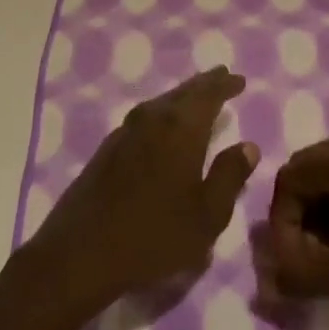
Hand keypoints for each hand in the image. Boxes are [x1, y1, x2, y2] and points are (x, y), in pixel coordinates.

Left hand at [27, 68, 258, 311]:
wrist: (80, 253)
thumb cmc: (154, 235)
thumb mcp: (207, 215)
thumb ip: (229, 176)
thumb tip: (248, 145)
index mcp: (180, 129)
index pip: (207, 95)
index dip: (224, 85)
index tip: (239, 79)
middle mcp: (151, 120)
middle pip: (182, 93)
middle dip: (204, 85)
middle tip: (221, 77)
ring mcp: (124, 133)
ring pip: (159, 104)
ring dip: (180, 98)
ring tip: (195, 99)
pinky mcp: (106, 150)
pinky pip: (143, 119)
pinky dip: (160, 115)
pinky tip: (161, 129)